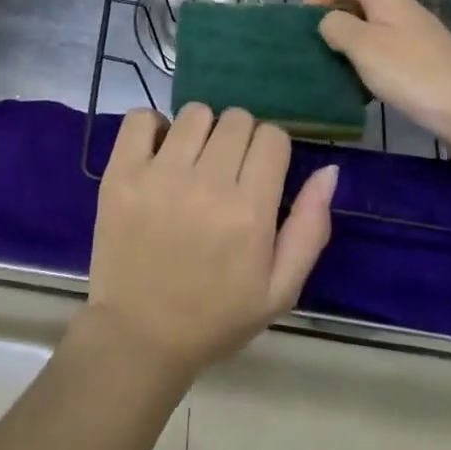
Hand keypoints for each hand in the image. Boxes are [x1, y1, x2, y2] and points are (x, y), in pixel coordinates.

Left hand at [83, 105, 337, 383]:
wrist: (139, 336)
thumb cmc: (215, 316)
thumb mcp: (279, 289)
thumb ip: (309, 228)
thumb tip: (329, 169)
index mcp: (249, 213)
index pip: (272, 137)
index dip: (270, 150)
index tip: (258, 173)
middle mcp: (207, 184)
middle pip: (236, 119)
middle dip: (239, 139)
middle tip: (226, 172)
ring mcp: (159, 174)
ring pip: (195, 113)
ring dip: (200, 131)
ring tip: (192, 163)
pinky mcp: (121, 172)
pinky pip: (141, 117)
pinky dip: (153, 126)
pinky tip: (158, 153)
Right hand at [306, 0, 450, 162]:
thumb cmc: (413, 72)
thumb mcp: (364, 46)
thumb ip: (337, 27)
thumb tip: (327, 22)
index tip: (306, 17)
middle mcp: (402, 12)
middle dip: (334, 16)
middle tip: (315, 44)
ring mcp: (416, 40)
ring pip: (372, 30)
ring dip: (350, 44)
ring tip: (333, 68)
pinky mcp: (424, 68)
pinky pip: (386, 55)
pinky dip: (368, 66)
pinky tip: (362, 90)